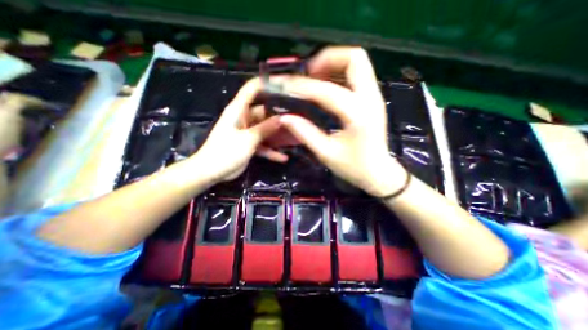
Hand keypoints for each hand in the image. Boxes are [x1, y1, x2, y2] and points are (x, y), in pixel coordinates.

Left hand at [188, 79, 287, 183]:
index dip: (265, 84)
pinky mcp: (249, 144)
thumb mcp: (248, 139)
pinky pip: (263, 144)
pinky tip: (283, 157)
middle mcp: (244, 118)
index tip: (283, 85)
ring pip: (265, 129)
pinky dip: (271, 151)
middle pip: (264, 111)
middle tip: (298, 116)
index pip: (251, 89)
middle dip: (279, 114)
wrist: (211, 172)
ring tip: (294, 135)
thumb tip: (282, 118)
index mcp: (239, 110)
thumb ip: (265, 128)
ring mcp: (248, 132)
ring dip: (277, 134)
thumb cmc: (226, 152)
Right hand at [278, 45, 406, 195]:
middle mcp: (370, 98)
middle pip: (354, 58)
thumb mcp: (326, 154)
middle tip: (308, 74)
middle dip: (327, 59)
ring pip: (357, 62)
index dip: (302, 86)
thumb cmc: (354, 167)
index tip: (284, 84)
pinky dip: (339, 74)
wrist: (379, 173)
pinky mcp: (372, 99)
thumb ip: (305, 133)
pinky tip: (325, 87)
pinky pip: (357, 75)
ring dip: (333, 64)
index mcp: (357, 114)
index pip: (326, 91)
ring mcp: (374, 96)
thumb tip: (285, 117)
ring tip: (314, 78)